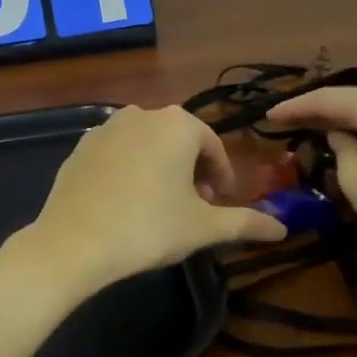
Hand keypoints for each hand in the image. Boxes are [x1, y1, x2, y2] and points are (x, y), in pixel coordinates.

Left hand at [13, 106, 286, 297]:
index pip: (212, 146)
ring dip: (160, 169)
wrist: (74, 242)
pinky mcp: (80, 147)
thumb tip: (283, 229)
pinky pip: (117, 154)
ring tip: (160, 207)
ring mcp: (106, 128)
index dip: (222, 176)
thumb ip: (246, 223)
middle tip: (193, 208)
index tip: (220, 205)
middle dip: (192, 171)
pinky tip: (125, 203)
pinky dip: (129, 171)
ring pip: (147, 145)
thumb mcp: (203, 227)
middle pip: (179, 141)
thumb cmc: (149, 227)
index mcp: (178, 124)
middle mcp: (142, 114)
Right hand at [266, 84, 356, 277]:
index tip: (267, 117)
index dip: (294, 107)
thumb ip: (341, 152)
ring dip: (340, 119)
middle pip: (348, 100)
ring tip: (312, 129)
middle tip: (285, 121)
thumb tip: (342, 137)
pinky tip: (351, 142)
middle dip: (316, 110)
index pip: (325, 98)